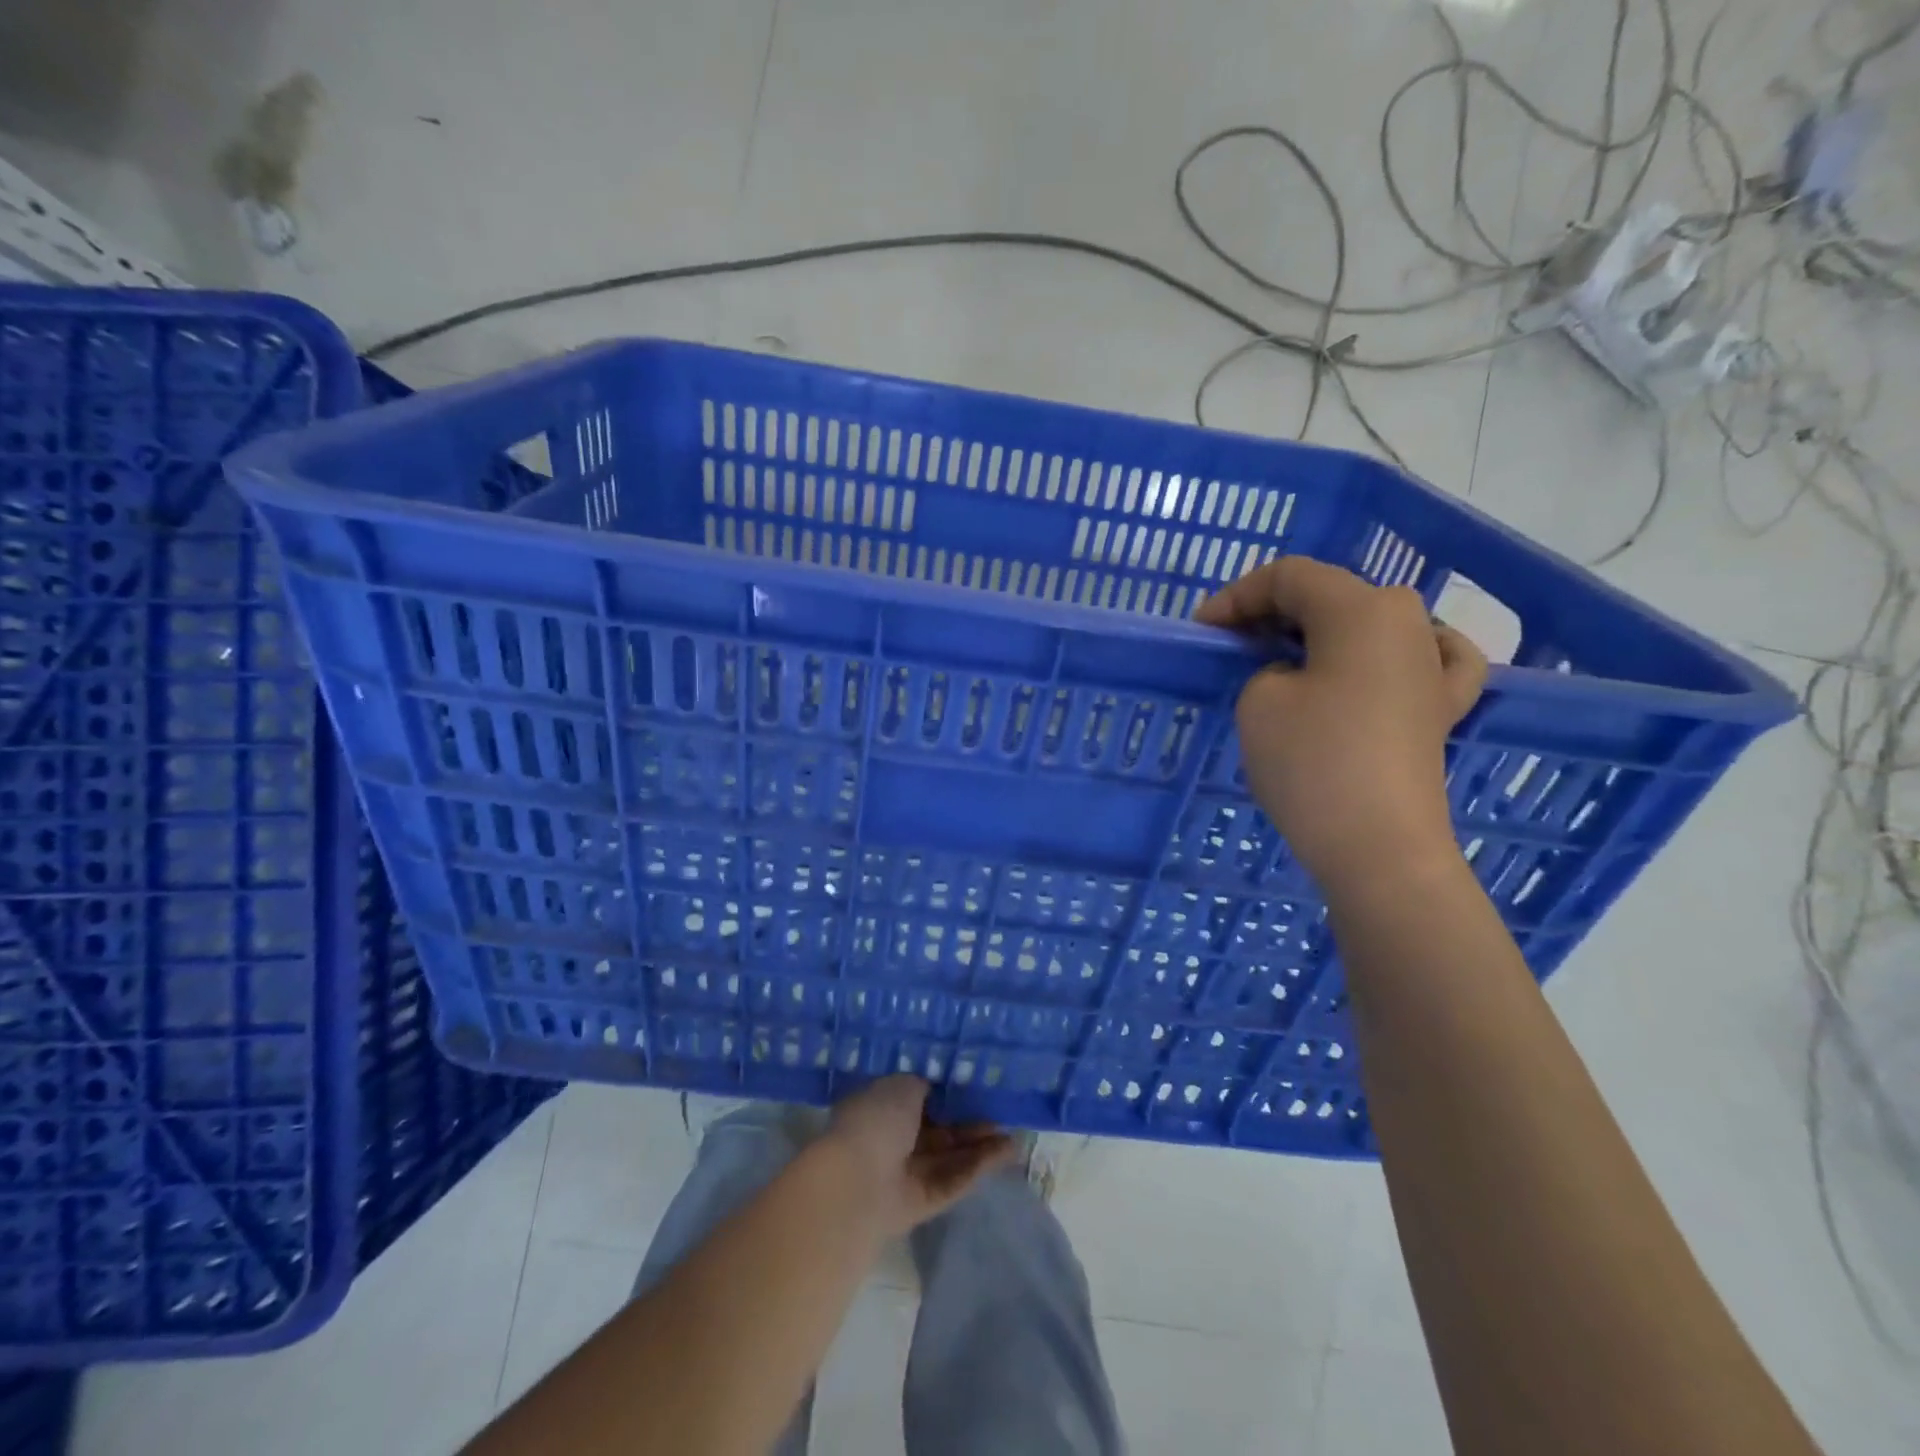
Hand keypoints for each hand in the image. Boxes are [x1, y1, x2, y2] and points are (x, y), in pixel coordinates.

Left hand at [822, 1076, 1016, 1235]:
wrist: (858, 1182)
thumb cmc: (876, 1120)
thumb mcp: (902, 1085)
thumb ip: (924, 1085)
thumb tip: (936, 1087)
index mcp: (880, 1107)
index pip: (916, 1098)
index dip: (946, 1092)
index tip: (975, 1083)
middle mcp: (892, 1139)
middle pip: (938, 1129)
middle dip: (968, 1120)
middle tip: (1000, 1109)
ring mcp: (907, 1173)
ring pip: (950, 1156)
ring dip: (980, 1144)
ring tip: (1014, 1130)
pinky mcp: (923, 1203)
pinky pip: (955, 1179)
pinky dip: (980, 1166)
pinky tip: (1009, 1150)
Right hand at [1195, 557, 1486, 892]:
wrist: (1378, 847)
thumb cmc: (1312, 763)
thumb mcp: (1259, 700)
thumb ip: (1266, 667)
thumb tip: (1293, 674)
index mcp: (1361, 608)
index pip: (1289, 576)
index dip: (1237, 596)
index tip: (1203, 630)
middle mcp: (1408, 621)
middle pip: (1331, 594)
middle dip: (1274, 612)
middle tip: (1233, 645)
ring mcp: (1433, 665)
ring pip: (1370, 622)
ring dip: (1322, 631)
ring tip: (1286, 656)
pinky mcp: (1443, 707)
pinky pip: (1426, 659)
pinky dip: (1395, 653)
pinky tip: (1389, 659)